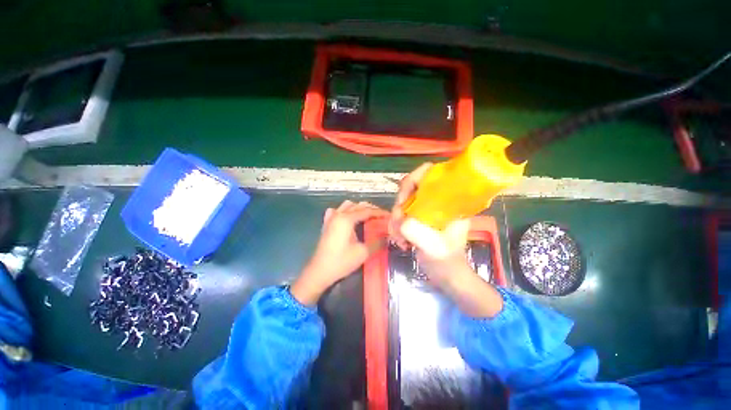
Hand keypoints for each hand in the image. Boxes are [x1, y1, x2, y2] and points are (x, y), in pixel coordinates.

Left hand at [291, 201, 388, 305]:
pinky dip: (345, 211)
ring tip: (367, 216)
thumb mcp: (363, 253)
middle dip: (371, 209)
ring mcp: (331, 218)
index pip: (367, 211)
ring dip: (358, 208)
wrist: (319, 271)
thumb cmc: (341, 262)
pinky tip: (348, 218)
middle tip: (381, 217)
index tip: (389, 215)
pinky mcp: (326, 224)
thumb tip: (387, 236)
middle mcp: (338, 214)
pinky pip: (337, 211)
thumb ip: (377, 242)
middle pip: (358, 205)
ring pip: (347, 205)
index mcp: (347, 219)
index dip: (380, 212)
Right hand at [389, 163, 471, 287]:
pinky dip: (395, 226)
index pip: (430, 173)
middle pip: (410, 188)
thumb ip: (418, 233)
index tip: (403, 200)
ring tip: (399, 239)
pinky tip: (400, 241)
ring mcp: (426, 209)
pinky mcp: (418, 218)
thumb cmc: (447, 262)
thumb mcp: (435, 249)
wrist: (447, 275)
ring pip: (402, 202)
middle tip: (397, 224)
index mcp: (448, 201)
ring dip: (395, 219)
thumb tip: (402, 222)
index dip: (413, 179)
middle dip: (400, 206)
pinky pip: (400, 214)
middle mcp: (436, 200)